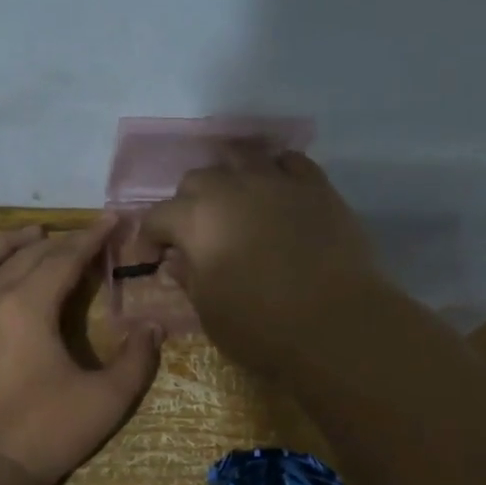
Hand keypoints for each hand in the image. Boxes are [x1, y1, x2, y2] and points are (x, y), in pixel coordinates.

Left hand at [0, 217, 162, 484]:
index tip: (111, 221)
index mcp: (26, 306)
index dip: (91, 238)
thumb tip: (153, 327)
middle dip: (59, 241)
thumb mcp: (106, 400)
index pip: (63, 258)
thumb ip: (136, 360)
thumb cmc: (45, 433)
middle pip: (25, 256)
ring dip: (9, 244)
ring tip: (32, 235)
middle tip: (84, 235)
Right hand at [133, 149, 388, 374]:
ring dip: (228, 178)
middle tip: (194, 235)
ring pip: (240, 158)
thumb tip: (178, 261)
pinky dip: (274, 172)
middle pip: (197, 180)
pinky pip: (289, 163)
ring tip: (232, 202)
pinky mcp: (316, 187)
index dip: (148, 238)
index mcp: (197, 219)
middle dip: (187, 204)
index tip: (151, 259)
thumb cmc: (261, 326)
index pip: (158, 217)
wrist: (336, 323)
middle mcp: (232, 187)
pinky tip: (275, 192)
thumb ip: (189, 277)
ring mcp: (276, 181)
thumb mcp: (209, 311)